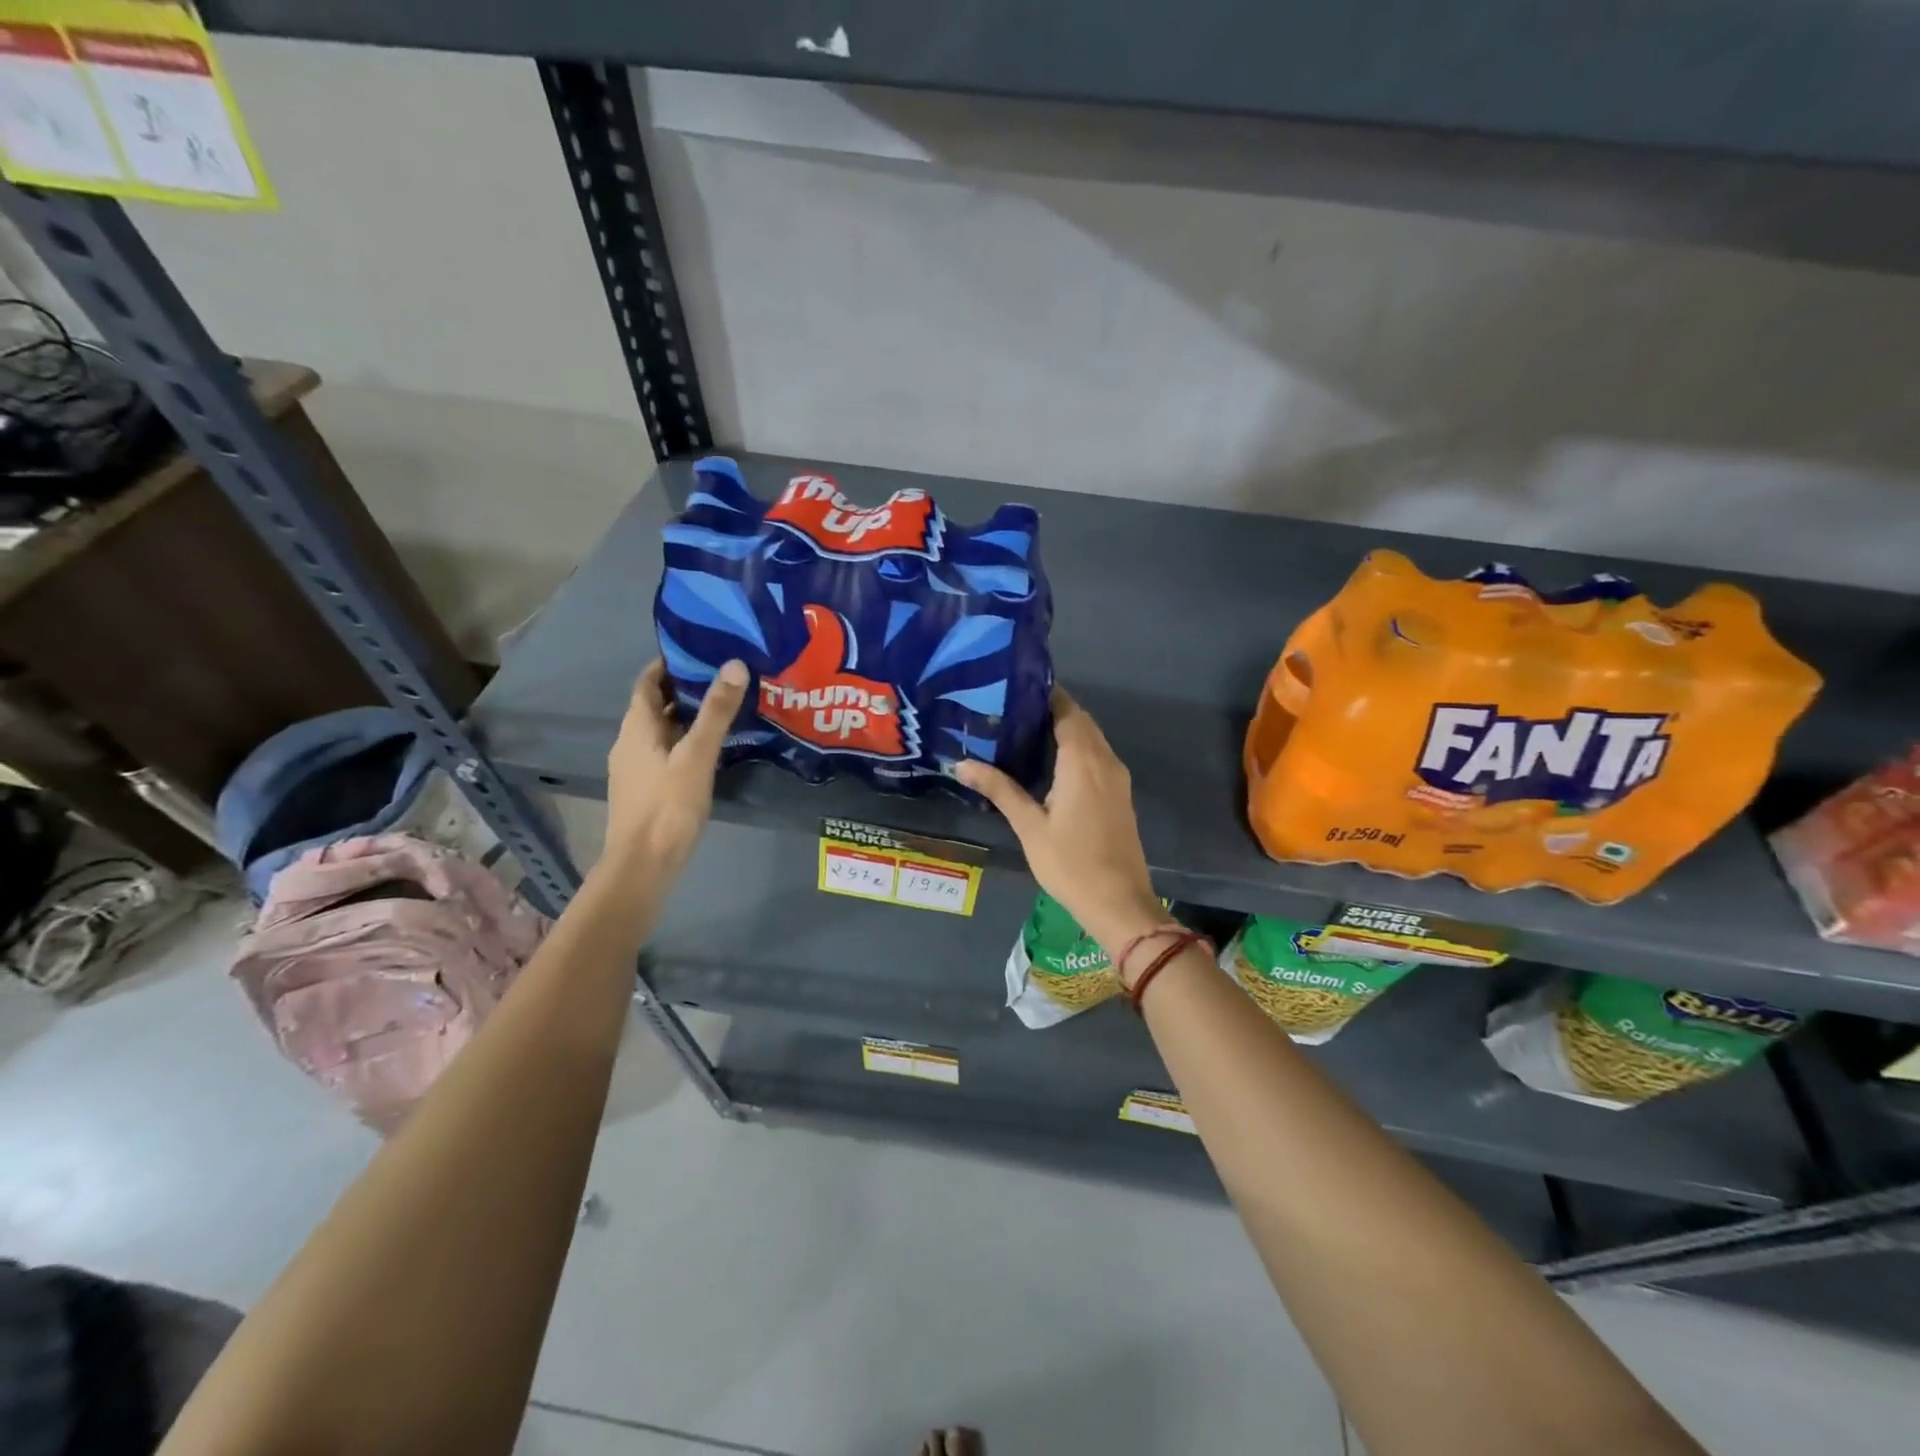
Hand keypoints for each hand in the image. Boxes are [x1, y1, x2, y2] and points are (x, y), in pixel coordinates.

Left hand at [606, 658, 748, 870]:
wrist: (643, 865)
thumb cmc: (668, 806)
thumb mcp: (697, 755)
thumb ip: (716, 712)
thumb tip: (734, 664)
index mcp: (636, 728)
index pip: (647, 683)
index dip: (668, 664)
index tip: (699, 651)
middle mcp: (629, 742)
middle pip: (654, 706)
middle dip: (683, 689)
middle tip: (721, 677)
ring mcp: (635, 768)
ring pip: (660, 731)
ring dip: (686, 716)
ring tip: (722, 708)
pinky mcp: (645, 789)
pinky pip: (664, 752)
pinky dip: (684, 741)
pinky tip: (709, 749)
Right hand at [957, 689, 1163, 958]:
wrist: (1119, 903)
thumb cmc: (1071, 864)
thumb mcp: (1030, 826)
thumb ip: (999, 789)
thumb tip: (961, 764)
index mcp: (1083, 761)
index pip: (1067, 710)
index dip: (1044, 695)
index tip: (1013, 689)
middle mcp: (1105, 760)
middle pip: (1080, 721)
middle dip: (1050, 710)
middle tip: (1010, 710)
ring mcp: (1117, 778)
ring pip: (1091, 738)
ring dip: (1065, 729)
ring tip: (1024, 731)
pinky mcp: (1120, 794)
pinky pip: (1098, 756)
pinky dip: (1076, 748)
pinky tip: (1049, 762)